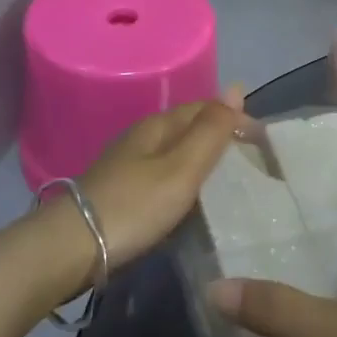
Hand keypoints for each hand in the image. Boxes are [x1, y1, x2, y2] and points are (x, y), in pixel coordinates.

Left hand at [68, 88, 246, 271]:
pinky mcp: (123, 192)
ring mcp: (129, 166)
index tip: (263, 144)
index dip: (235, 118)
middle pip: (190, 129)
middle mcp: (142, 138)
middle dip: (221, 138)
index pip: (204, 108)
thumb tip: (237, 87)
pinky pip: (165, 176)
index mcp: (158, 125)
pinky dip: (186, 182)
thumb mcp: (181, 168)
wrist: (72, 248)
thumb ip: (211, 131)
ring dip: (204, 161)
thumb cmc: (134, 205)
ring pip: (177, 153)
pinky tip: (195, 200)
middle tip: (254, 164)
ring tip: (233, 182)